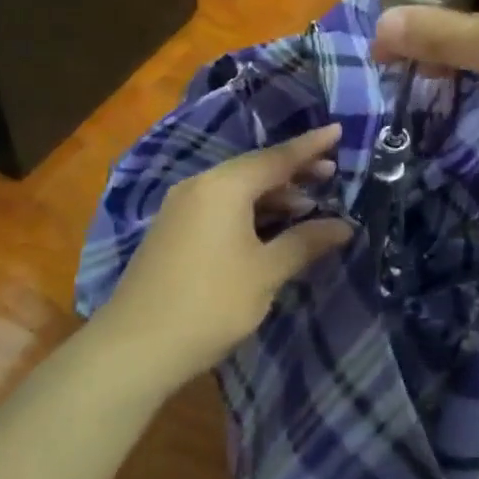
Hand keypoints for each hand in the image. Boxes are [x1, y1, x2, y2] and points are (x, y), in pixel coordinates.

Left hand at [94, 125, 351, 392]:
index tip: (338, 130)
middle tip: (331, 172)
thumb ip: (305, 242)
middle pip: (255, 169)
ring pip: (236, 189)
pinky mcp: (172, 230)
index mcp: (225, 186)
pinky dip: (249, 210)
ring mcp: (181, 207)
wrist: (135, 348)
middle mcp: (200, 185)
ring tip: (307, 206)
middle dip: (293, 172)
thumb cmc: (211, 303)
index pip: (277, 157)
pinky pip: (220, 206)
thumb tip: (343, 226)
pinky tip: (268, 228)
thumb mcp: (266, 273)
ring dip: (272, 195)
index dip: (311, 145)